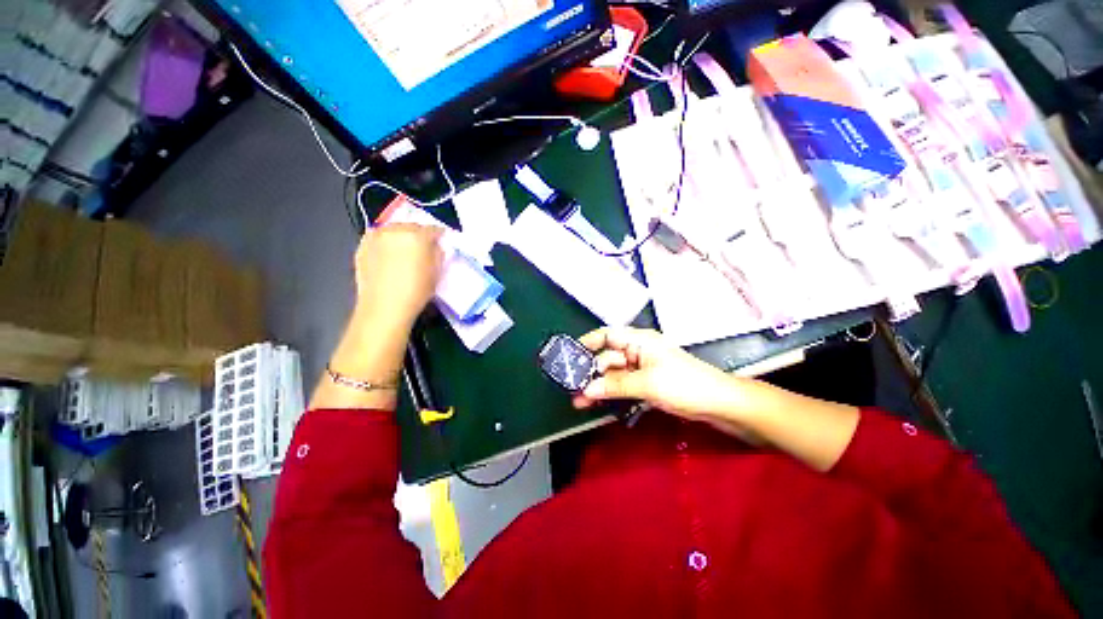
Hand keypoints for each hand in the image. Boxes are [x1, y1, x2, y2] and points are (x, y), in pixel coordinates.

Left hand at [353, 223, 443, 328]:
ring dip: (401, 237)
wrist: (384, 307)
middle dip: (419, 235)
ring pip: (393, 230)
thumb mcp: (436, 273)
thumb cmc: (416, 291)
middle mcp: (395, 230)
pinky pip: (378, 239)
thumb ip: (438, 254)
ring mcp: (375, 237)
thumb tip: (435, 247)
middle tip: (424, 248)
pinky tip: (389, 257)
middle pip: (411, 226)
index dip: (439, 236)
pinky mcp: (362, 246)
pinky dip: (385, 244)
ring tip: (405, 252)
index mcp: (417, 235)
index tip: (441, 242)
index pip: (433, 229)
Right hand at [572, 327, 749, 425]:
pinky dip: (610, 392)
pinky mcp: (646, 383)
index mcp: (640, 341)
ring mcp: (642, 368)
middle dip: (590, 371)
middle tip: (572, 387)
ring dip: (597, 385)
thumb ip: (615, 385)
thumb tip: (586, 389)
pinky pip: (622, 385)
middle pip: (607, 357)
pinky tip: (596, 402)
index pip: (607, 335)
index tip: (569, 355)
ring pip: (613, 374)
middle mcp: (638, 351)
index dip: (588, 342)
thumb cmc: (685, 385)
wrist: (720, 404)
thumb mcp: (648, 384)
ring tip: (578, 400)